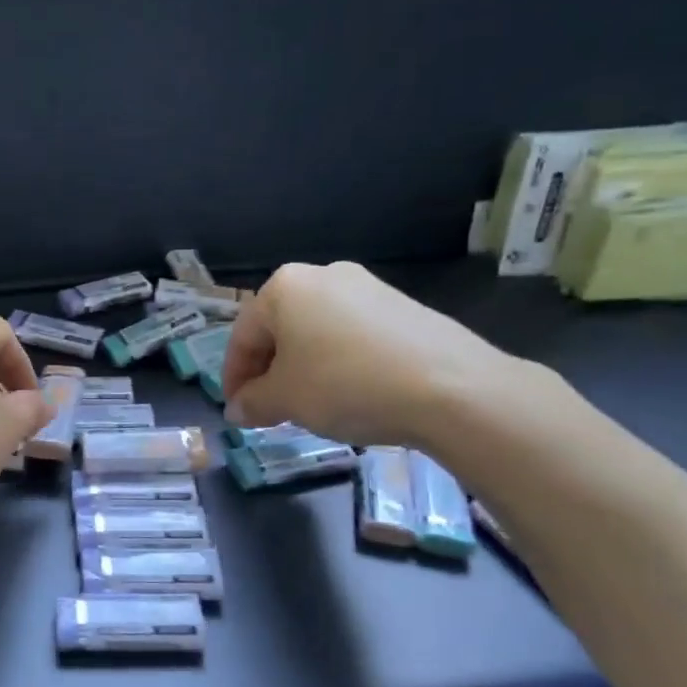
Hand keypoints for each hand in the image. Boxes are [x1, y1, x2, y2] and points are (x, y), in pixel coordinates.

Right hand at [220, 262, 520, 447]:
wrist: (452, 387)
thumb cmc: (345, 384)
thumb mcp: (286, 400)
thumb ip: (253, 402)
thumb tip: (238, 410)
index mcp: (284, 287)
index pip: (243, 336)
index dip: (234, 378)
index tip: (237, 411)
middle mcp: (323, 275)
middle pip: (280, 329)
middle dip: (269, 371)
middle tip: (269, 410)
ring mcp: (368, 287)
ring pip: (316, 332)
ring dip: (303, 368)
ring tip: (309, 405)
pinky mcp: (402, 306)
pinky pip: (352, 335)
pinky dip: (339, 362)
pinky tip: (350, 393)